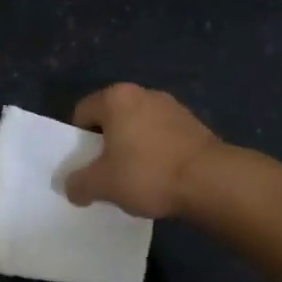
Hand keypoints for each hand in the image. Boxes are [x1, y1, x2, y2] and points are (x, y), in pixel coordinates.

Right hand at [65, 83, 221, 218]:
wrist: (210, 181)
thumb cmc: (147, 173)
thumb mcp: (101, 184)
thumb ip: (78, 183)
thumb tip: (71, 187)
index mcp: (116, 98)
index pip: (82, 113)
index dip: (78, 142)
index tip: (85, 166)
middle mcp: (144, 93)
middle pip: (111, 119)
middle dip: (106, 145)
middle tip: (106, 174)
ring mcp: (173, 107)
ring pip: (138, 128)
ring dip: (132, 149)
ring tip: (136, 179)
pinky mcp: (195, 125)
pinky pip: (162, 137)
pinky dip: (156, 153)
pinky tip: (160, 178)